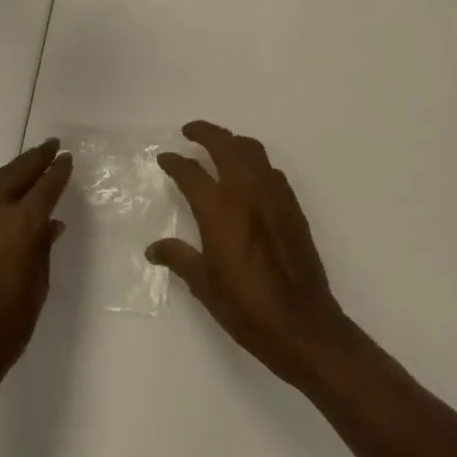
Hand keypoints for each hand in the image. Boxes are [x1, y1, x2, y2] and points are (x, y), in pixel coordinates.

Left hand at [0, 138, 70, 443]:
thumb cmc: (1, 336)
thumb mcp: (35, 295)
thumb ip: (42, 253)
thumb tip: (50, 225)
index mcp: (19, 228)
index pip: (44, 188)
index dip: (57, 172)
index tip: (67, 159)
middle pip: (14, 176)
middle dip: (34, 159)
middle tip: (50, 147)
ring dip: (11, 172)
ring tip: (27, 164)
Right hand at [148, 122, 355, 388]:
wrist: (303, 324)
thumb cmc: (247, 309)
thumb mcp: (205, 286)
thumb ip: (179, 258)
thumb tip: (153, 249)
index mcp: (220, 210)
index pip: (191, 172)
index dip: (175, 162)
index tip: (165, 158)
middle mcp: (246, 192)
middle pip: (224, 145)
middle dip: (204, 132)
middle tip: (189, 131)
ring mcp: (273, 195)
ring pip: (251, 150)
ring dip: (232, 141)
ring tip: (218, 147)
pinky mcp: (292, 205)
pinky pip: (269, 169)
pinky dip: (253, 161)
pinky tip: (247, 177)